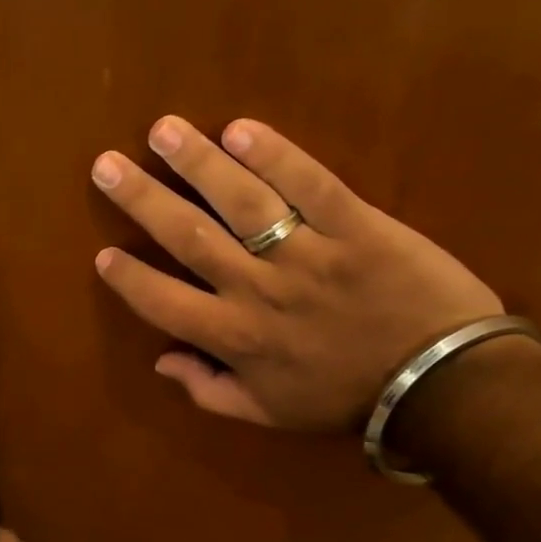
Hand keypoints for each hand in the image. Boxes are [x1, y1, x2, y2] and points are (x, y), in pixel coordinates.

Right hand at [91, 115, 502, 431]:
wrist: (437, 383)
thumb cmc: (343, 398)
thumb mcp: (267, 413)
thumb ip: (208, 390)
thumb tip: (161, 362)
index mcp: (234, 338)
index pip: (163, 302)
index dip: (128, 279)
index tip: (103, 254)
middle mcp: (257, 290)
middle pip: (188, 237)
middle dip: (142, 200)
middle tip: (107, 165)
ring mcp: (307, 254)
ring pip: (241, 202)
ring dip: (198, 163)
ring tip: (163, 130)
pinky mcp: (356, 226)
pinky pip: (310, 185)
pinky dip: (276, 155)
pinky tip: (240, 129)